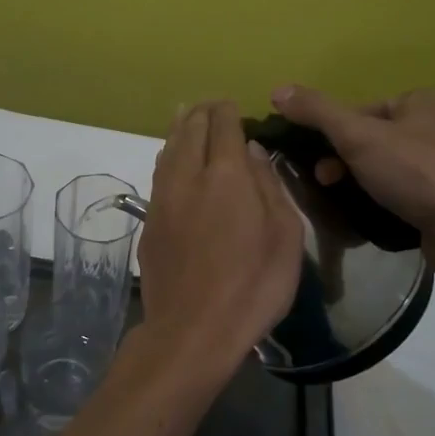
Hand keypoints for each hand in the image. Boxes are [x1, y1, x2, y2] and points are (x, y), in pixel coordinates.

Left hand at [135, 101, 302, 381]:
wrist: (193, 329)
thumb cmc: (253, 285)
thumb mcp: (284, 236)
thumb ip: (268, 185)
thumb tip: (251, 151)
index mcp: (226, 174)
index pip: (223, 124)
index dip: (228, 110)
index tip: (235, 108)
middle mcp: (188, 175)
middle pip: (190, 129)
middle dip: (202, 112)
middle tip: (211, 106)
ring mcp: (163, 197)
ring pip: (168, 147)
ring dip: (180, 128)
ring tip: (187, 116)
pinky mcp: (149, 219)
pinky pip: (159, 172)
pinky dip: (168, 155)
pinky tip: (171, 157)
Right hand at [271, 86, 434, 252]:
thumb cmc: (415, 173)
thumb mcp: (356, 136)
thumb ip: (317, 112)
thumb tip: (277, 90)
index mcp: (425, 100)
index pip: (364, 109)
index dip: (336, 133)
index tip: (321, 159)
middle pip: (376, 137)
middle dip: (347, 159)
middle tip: (327, 182)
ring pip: (392, 164)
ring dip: (366, 179)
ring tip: (348, 201)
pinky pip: (411, 188)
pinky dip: (391, 197)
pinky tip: (380, 213)